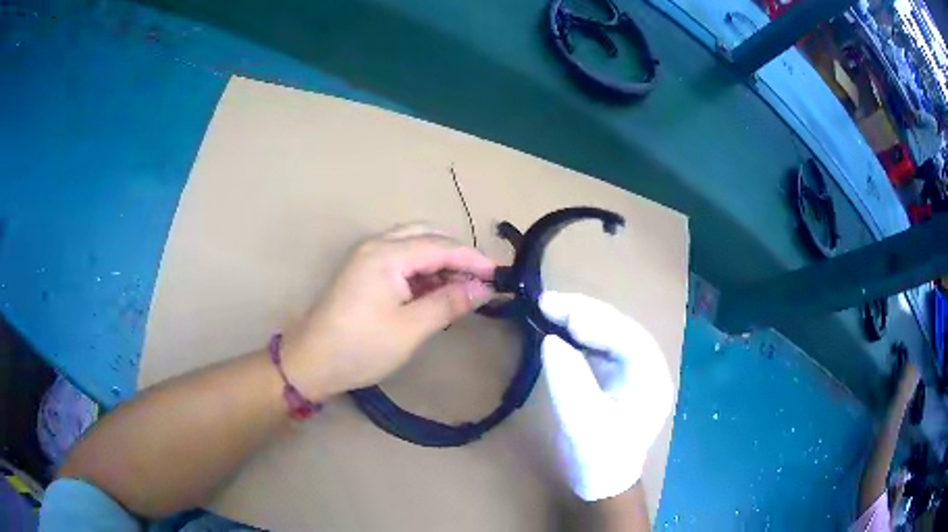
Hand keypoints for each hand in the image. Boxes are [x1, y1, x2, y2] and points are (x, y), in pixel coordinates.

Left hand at [283, 224, 495, 398]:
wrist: (311, 363)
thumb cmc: (360, 347)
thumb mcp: (410, 329)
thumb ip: (448, 303)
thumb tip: (484, 288)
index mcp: (386, 255)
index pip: (440, 246)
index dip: (473, 259)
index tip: (501, 274)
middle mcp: (376, 245)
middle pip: (426, 237)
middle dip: (456, 255)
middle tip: (481, 279)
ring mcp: (367, 257)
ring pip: (413, 246)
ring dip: (440, 262)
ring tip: (463, 287)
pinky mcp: (363, 272)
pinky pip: (401, 260)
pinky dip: (423, 271)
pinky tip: (436, 291)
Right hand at [540, 292, 672, 501]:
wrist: (601, 482)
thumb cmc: (599, 459)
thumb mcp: (583, 424)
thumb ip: (570, 381)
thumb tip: (550, 341)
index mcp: (650, 379)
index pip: (627, 337)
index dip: (593, 319)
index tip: (556, 307)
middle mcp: (645, 367)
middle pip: (617, 329)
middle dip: (583, 312)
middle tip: (546, 301)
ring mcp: (630, 370)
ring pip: (606, 333)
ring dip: (577, 319)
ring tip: (547, 309)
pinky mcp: (612, 374)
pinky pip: (595, 346)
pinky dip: (574, 335)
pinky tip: (556, 329)